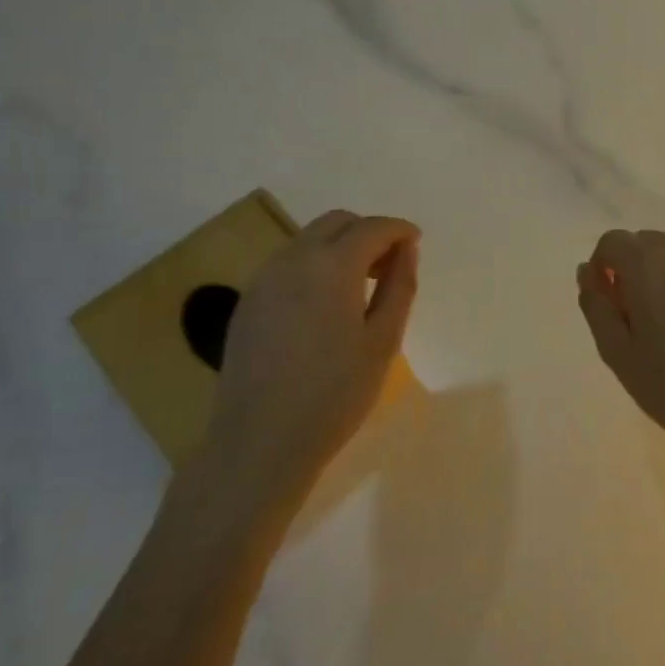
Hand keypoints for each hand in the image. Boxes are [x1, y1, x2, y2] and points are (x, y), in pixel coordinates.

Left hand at [205, 209, 418, 483]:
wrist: (259, 442)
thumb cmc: (334, 394)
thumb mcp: (382, 341)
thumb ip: (399, 286)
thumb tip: (406, 250)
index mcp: (331, 265)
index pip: (372, 228)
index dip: (399, 230)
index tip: (416, 242)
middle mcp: (292, 259)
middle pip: (336, 223)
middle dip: (368, 232)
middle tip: (391, 265)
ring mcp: (263, 279)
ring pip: (308, 240)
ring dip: (340, 247)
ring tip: (361, 286)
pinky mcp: (248, 302)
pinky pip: (288, 264)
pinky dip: (314, 266)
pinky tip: (325, 305)